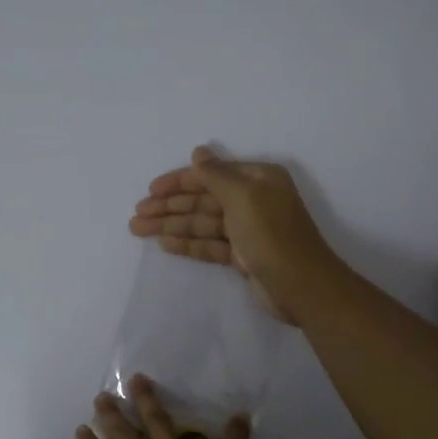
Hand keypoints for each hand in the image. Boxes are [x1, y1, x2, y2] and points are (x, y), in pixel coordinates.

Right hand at [128, 145, 340, 323]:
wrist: (301, 286)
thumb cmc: (271, 233)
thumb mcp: (243, 195)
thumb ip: (216, 174)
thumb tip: (198, 152)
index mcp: (258, 179)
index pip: (210, 175)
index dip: (179, 181)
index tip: (150, 190)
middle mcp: (253, 200)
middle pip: (203, 199)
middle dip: (170, 206)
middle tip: (137, 215)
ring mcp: (247, 230)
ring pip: (202, 223)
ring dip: (172, 225)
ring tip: (138, 230)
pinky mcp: (242, 256)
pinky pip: (209, 244)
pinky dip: (188, 244)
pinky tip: (165, 244)